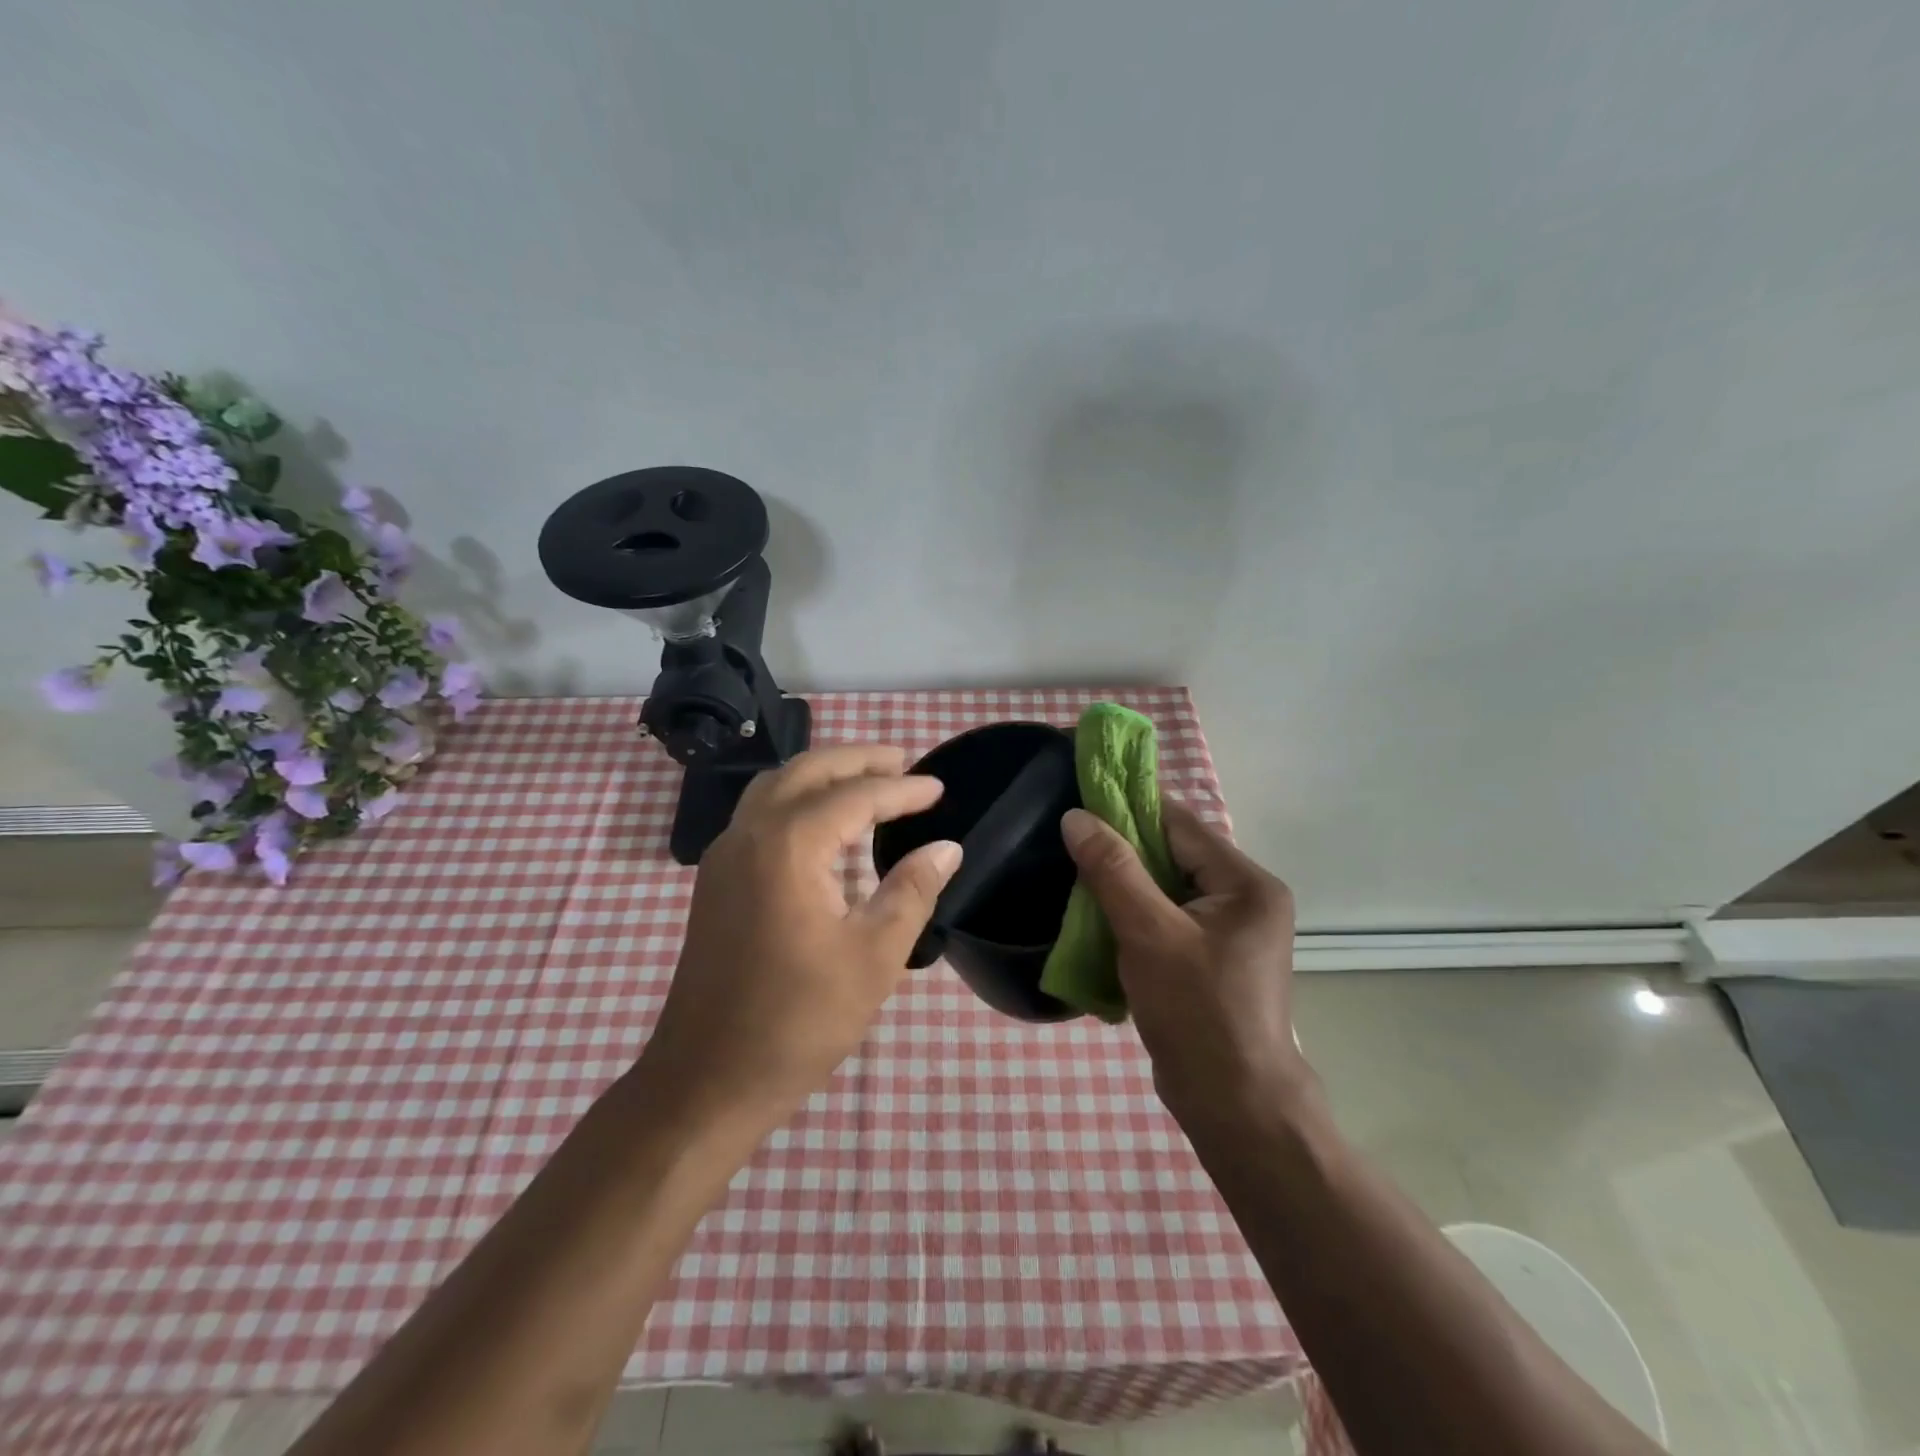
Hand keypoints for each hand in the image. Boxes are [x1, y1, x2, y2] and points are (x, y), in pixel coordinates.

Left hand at [643, 745, 962, 1125]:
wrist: (706, 1079)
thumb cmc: (798, 1021)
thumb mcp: (873, 957)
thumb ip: (912, 891)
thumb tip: (946, 847)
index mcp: (787, 846)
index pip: (854, 796)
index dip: (901, 789)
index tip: (939, 788)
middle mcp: (749, 834)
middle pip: (807, 772)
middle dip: (857, 760)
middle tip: (903, 762)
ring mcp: (724, 856)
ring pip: (776, 787)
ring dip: (823, 775)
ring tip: (868, 780)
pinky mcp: (716, 880)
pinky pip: (760, 814)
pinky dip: (798, 800)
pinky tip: (825, 825)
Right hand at [1060, 801, 1308, 1126]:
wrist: (1233, 1104)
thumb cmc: (1197, 1012)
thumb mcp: (1150, 933)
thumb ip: (1113, 870)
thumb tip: (1076, 817)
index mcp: (1247, 883)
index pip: (1180, 825)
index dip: (1130, 808)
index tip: (1081, 800)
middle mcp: (1246, 899)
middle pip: (1174, 854)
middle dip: (1123, 850)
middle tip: (1071, 844)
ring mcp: (1231, 932)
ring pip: (1167, 888)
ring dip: (1125, 885)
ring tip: (1077, 878)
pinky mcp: (1213, 959)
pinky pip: (1168, 918)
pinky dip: (1135, 915)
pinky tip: (1099, 918)